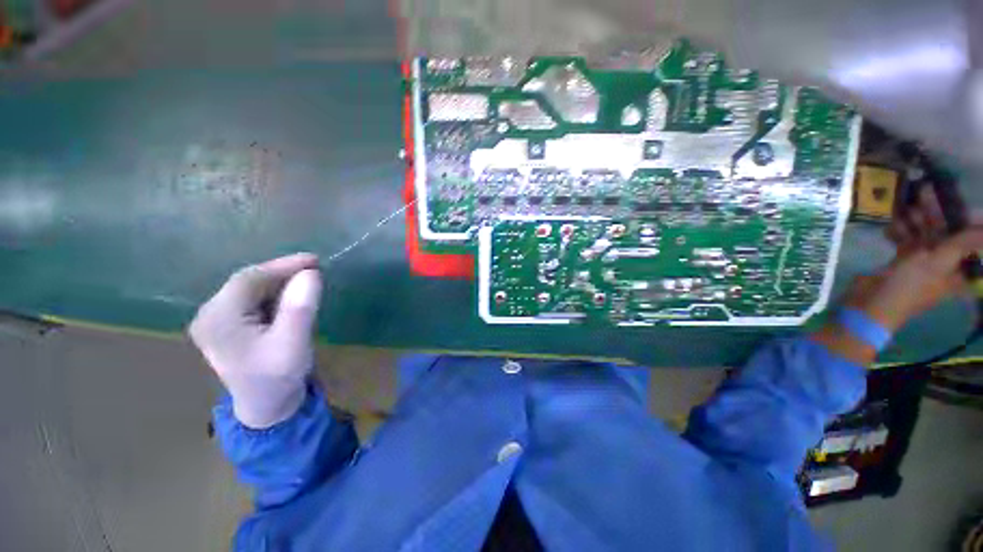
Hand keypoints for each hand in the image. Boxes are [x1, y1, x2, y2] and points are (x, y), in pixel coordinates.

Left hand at [189, 253, 322, 428]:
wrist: (267, 406)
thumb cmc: (279, 376)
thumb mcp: (294, 342)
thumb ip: (300, 307)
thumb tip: (311, 273)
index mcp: (218, 319)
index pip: (249, 279)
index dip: (282, 265)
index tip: (315, 261)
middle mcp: (209, 315)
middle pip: (247, 282)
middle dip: (282, 274)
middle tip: (315, 270)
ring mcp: (216, 320)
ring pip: (251, 289)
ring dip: (280, 284)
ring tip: (308, 284)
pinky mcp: (227, 325)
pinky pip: (252, 300)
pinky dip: (275, 294)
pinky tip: (292, 299)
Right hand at [846, 187, 982, 331]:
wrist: (871, 305)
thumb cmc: (908, 286)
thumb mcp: (938, 263)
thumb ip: (964, 242)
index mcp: (957, 268)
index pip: (965, 237)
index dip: (961, 217)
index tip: (952, 198)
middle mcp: (943, 264)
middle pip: (942, 232)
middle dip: (933, 212)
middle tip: (923, 191)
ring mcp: (920, 262)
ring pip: (921, 233)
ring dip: (913, 219)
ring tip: (903, 205)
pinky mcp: (900, 262)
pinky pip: (903, 241)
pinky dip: (898, 231)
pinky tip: (890, 225)